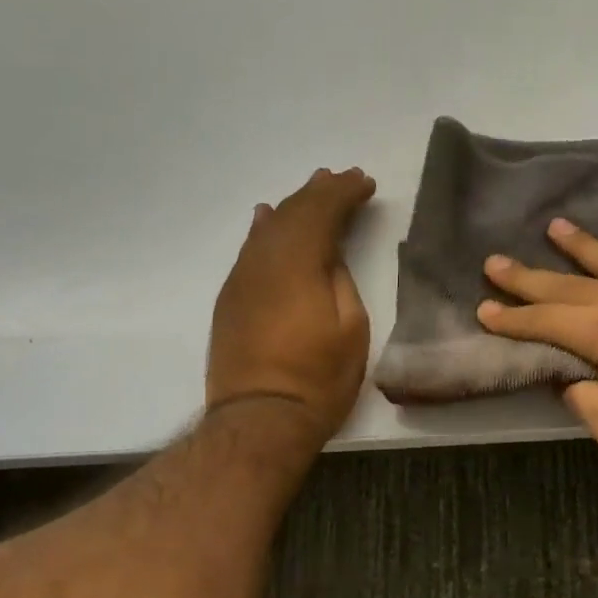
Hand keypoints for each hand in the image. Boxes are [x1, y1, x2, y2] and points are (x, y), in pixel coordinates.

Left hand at [207, 167, 375, 443]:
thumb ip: (339, 280)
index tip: (366, 182)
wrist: (260, 419)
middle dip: (319, 192)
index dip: (344, 193)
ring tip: (313, 189)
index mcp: (298, 264)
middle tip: (343, 178)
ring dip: (293, 206)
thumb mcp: (351, 328)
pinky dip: (264, 229)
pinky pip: (250, 249)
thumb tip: (327, 255)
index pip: (321, 212)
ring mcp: (242, 279)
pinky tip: (267, 218)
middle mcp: (264, 261)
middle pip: (292, 213)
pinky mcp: (231, 299)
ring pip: (268, 228)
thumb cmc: (319, 378)